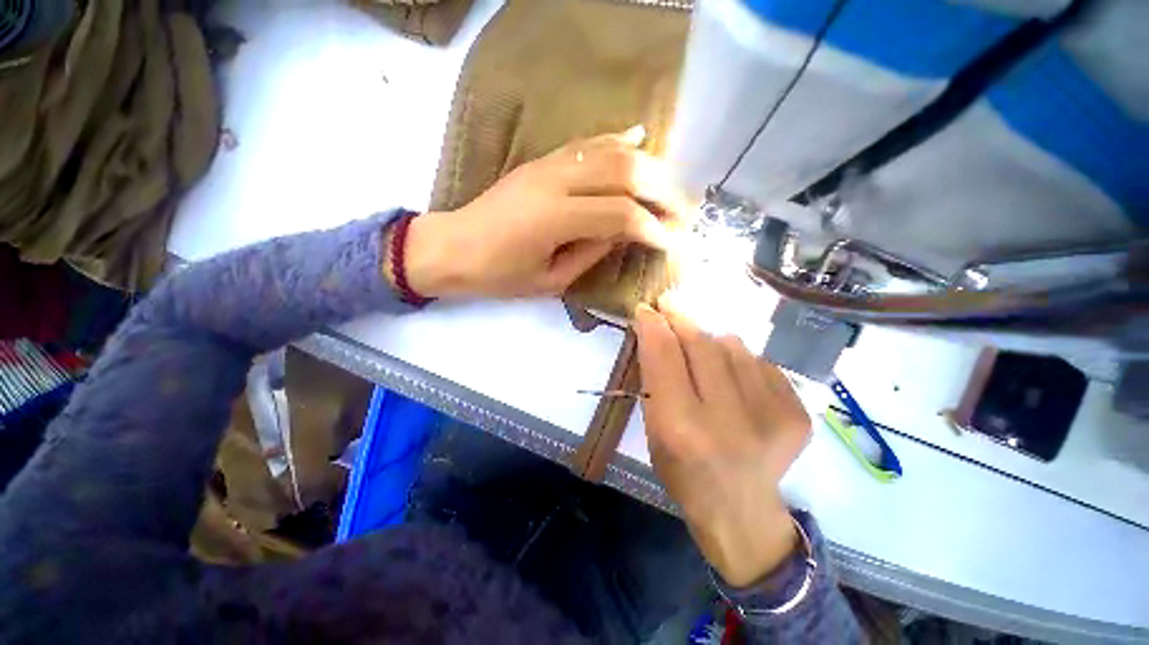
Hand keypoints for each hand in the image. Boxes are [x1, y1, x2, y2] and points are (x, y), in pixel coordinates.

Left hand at [398, 127, 689, 298]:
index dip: (652, 228)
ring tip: (670, 186)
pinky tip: (641, 138)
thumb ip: (591, 253)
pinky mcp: (542, 160)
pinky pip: (587, 143)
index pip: (621, 214)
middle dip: (661, 191)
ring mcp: (548, 164)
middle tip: (682, 211)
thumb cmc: (499, 275)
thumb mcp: (550, 279)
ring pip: (611, 151)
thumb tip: (625, 233)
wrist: (453, 248)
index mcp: (555, 218)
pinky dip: (618, 140)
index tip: (671, 242)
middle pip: (624, 172)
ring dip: (649, 166)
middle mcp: (556, 181)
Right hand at [634, 298, 811, 586]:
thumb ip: (654, 379)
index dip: (653, 324)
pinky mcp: (798, 413)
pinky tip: (736, 382)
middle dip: (681, 318)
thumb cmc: (683, 473)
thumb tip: (659, 331)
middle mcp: (727, 419)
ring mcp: (771, 415)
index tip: (647, 309)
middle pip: (700, 342)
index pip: (664, 355)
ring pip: (733, 345)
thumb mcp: (652, 430)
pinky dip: (741, 361)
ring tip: (705, 357)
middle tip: (670, 304)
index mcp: (681, 428)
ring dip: (712, 341)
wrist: (740, 511)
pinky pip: (760, 362)